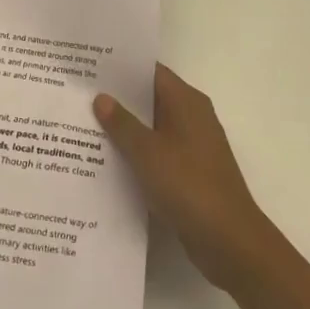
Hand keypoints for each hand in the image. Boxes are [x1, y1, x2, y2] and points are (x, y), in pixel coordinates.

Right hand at [94, 65, 277, 292]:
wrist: (230, 243)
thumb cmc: (190, 186)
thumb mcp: (148, 152)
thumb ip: (122, 123)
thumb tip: (101, 97)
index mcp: (186, 101)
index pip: (150, 71)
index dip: (120, 67)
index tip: (89, 65)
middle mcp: (191, 117)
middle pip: (149, 98)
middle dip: (116, 98)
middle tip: (78, 94)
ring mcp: (191, 146)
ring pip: (151, 128)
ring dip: (124, 128)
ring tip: (82, 124)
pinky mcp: (189, 173)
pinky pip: (156, 153)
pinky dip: (135, 153)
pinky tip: (105, 160)